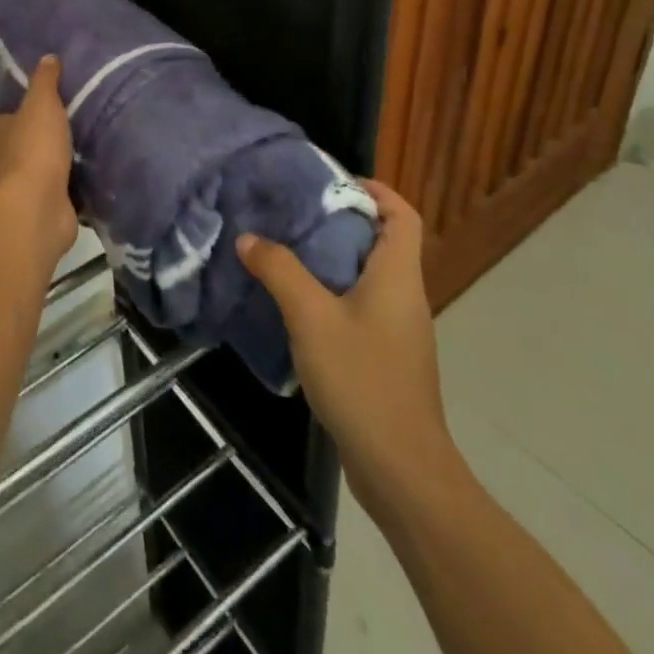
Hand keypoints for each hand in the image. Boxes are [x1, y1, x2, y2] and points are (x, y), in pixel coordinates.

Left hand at [0, 56, 77, 263]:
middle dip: (37, 138)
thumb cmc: (32, 149)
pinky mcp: (34, 211)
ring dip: (53, 166)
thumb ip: (45, 81)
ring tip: (84, 149)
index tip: (41, 104)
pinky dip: (66, 189)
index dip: (16, 109)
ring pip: (34, 171)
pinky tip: (88, 178)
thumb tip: (48, 57)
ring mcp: (12, 190)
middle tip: (68, 125)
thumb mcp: (42, 104)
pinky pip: (52, 194)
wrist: (37, 209)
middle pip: (15, 144)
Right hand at [237, 180, 463, 518]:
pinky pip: (360, 306)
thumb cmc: (362, 381)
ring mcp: (398, 330)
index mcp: (398, 276)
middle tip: (292, 211)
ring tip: (285, 248)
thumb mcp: (311, 318)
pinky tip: (295, 303)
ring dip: (332, 257)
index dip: (375, 190)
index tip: (330, 182)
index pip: (402, 214)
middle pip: (381, 240)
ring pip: (368, 275)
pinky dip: (331, 292)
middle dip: (340, 220)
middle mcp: (404, 296)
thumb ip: (279, 271)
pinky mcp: (386, 357)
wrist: (401, 471)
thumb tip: (249, 237)